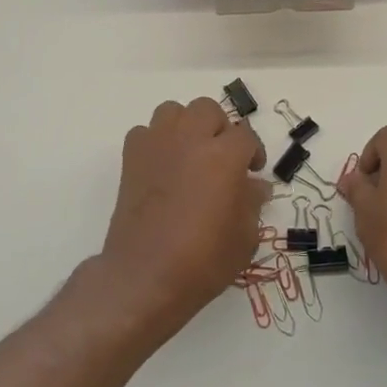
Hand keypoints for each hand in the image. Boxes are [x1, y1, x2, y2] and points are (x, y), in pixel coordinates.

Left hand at [99, 97, 268, 335]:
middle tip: (223, 158)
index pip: (246, 135)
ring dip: (186, 126)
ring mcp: (157, 145)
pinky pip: (145, 132)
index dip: (253, 151)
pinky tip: (162, 166)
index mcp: (224, 156)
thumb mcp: (244, 238)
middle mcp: (190, 139)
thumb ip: (252, 203)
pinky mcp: (131, 158)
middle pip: (208, 110)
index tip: (252, 172)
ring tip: (191, 154)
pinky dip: (156, 141)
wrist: (145, 276)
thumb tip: (255, 186)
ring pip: (173, 111)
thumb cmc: (202, 261)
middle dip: (220, 129)